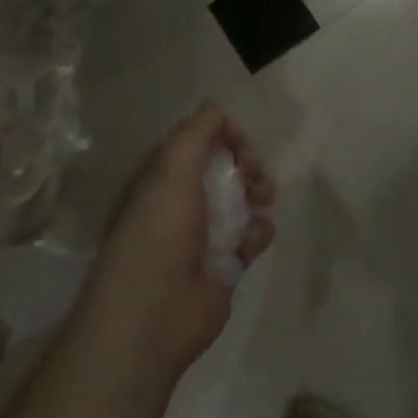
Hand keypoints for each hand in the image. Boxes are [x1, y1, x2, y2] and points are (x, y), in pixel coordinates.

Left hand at [76, 101, 275, 383]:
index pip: (198, 142)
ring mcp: (204, 234)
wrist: (154, 312)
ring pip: (243, 200)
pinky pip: (252, 237)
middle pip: (224, 169)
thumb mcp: (173, 166)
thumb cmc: (159, 229)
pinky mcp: (225, 264)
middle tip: (255, 172)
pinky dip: (258, 234)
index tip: (241, 143)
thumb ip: (197, 131)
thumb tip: (216, 105)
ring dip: (257, 194)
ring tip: (263, 201)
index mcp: (162, 176)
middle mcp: (182, 202)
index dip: (224, 136)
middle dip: (247, 164)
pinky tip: (250, 242)